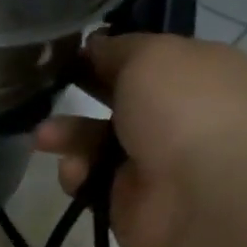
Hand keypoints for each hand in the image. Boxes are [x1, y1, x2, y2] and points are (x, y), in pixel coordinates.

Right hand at [35, 35, 246, 246]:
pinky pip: (91, 181)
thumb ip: (119, 48)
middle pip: (120, 99)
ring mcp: (155, 161)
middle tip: (50, 86)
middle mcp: (180, 115)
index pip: (151, 57)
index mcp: (199, 74)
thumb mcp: (151, 55)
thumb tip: (98, 46)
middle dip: (84, 92)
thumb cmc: (185, 110)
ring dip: (68, 135)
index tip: (76, 50)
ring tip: (43, 137)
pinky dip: (78, 174)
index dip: (113, 52)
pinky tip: (75, 172)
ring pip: (98, 141)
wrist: (203, 198)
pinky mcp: (129, 199)